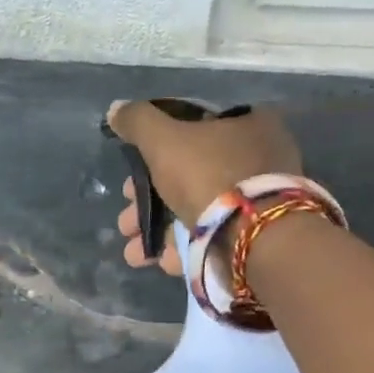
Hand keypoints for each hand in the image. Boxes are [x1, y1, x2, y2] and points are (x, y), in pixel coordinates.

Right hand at [106, 100, 302, 275]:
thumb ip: (138, 122)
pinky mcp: (255, 235)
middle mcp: (256, 159)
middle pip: (188, 176)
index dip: (153, 153)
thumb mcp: (164, 140)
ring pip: (196, 211)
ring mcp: (257, 200)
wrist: (254, 237)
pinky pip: (213, 237)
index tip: (129, 179)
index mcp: (245, 124)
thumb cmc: (209, 175)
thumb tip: (116, 109)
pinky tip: (161, 262)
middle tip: (126, 223)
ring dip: (159, 232)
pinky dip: (184, 249)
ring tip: (134, 253)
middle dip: (148, 204)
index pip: (190, 131)